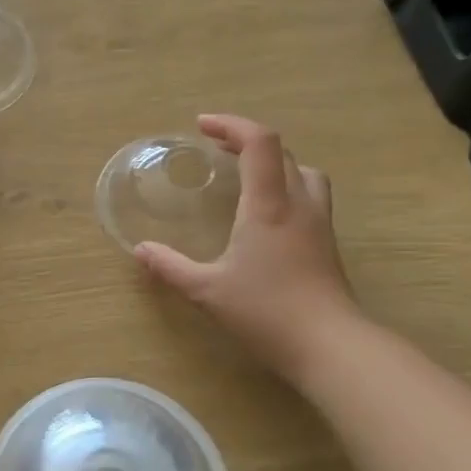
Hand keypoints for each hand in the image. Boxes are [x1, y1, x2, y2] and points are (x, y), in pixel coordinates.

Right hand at [135, 115, 358, 377]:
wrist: (329, 345)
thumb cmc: (266, 311)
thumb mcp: (206, 290)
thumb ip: (170, 266)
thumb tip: (141, 250)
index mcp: (269, 204)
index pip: (259, 142)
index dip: (231, 125)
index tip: (202, 126)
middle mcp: (298, 203)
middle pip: (281, 152)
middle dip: (247, 141)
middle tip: (217, 150)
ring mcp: (319, 223)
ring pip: (303, 172)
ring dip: (275, 163)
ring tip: (247, 177)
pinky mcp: (327, 244)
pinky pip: (309, 197)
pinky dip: (286, 188)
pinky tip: (267, 217)